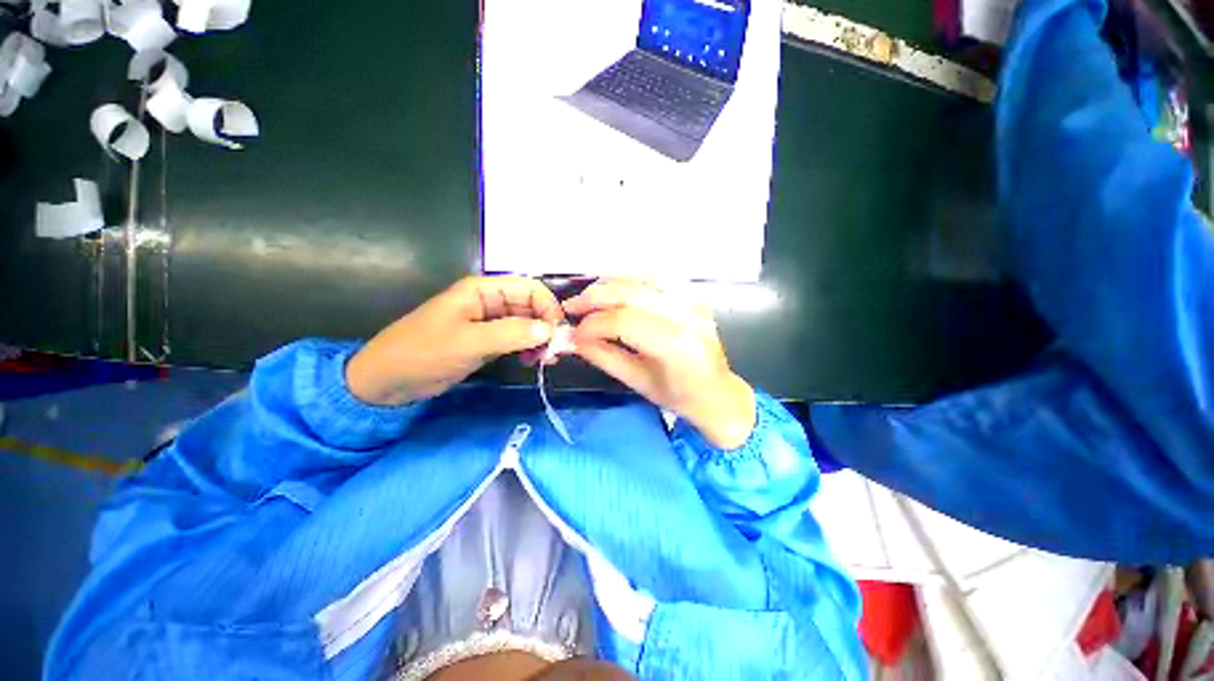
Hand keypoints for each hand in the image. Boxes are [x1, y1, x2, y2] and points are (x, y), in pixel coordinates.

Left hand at [346, 277, 563, 404]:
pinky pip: (517, 339)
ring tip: (545, 359)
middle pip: (531, 305)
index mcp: (483, 290)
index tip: (557, 332)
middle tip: (555, 351)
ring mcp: (489, 322)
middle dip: (546, 325)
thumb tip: (550, 330)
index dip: (548, 306)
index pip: (529, 288)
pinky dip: (528, 348)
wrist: (387, 381)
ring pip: (526, 324)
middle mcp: (490, 301)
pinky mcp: (487, 340)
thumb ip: (511, 333)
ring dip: (539, 339)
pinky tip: (531, 361)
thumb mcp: (469, 342)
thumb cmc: (424, 353)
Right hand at [564, 280, 755, 448]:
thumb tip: (572, 340)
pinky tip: (615, 291)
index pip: (625, 321)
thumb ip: (603, 356)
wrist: (717, 393)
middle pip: (633, 292)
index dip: (593, 324)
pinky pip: (657, 279)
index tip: (575, 333)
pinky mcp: (693, 297)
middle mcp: (687, 316)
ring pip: (644, 277)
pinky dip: (630, 281)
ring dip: (611, 284)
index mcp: (676, 346)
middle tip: (572, 306)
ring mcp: (693, 302)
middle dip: (596, 296)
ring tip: (590, 297)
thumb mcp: (637, 382)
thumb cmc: (678, 396)